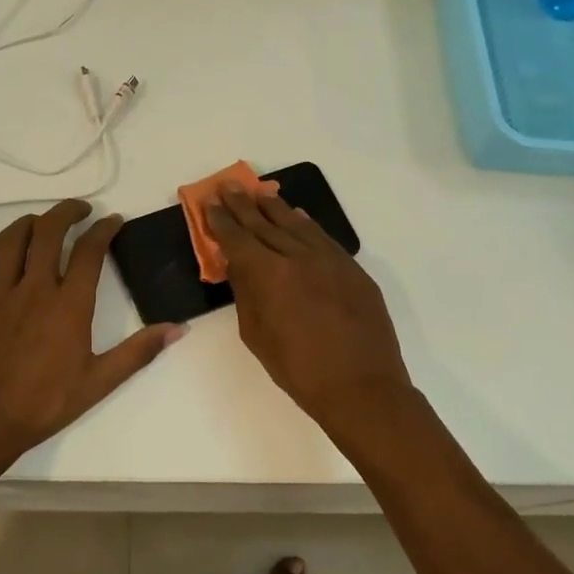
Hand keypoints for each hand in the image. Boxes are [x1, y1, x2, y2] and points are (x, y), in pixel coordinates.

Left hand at [0, 199, 183, 465]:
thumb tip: (179, 329)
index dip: (104, 228)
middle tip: (80, 210)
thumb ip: (139, 351)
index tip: (112, 221)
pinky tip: (1, 245)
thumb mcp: (100, 382)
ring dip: (30, 222)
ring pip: (12, 239)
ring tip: (43, 223)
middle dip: (66, 212)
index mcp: (70, 305)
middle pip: (48, 231)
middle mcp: (35, 288)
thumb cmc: (45, 404)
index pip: (90, 250)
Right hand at [205, 185, 412, 429]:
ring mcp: (330, 260)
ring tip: (260, 193)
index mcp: (269, 275)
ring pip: (297, 224)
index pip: (238, 238)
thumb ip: (246, 294)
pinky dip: (307, 224)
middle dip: (244, 205)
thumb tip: (239, 266)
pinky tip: (298, 216)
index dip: (222, 220)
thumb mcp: (257, 335)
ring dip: (275, 207)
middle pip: (265, 223)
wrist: (361, 387)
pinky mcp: (353, 269)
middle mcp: (298, 257)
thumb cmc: (298, 369)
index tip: (212, 202)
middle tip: (230, 186)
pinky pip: (323, 238)